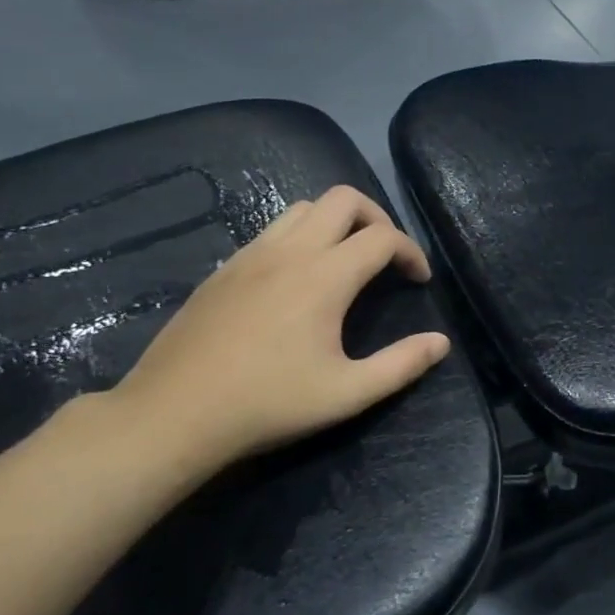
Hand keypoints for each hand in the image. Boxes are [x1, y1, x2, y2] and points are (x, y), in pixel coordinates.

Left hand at [108, 186, 451, 474]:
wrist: (174, 414)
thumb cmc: (268, 404)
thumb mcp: (347, 394)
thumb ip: (401, 365)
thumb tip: (441, 343)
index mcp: (324, 277)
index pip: (383, 237)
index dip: (412, 252)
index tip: (420, 280)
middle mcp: (289, 251)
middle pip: (343, 199)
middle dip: (377, 218)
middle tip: (387, 257)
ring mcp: (251, 255)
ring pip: (304, 208)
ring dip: (336, 222)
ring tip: (347, 260)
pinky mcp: (224, 268)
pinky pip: (272, 230)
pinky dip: (301, 236)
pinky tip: (298, 279)